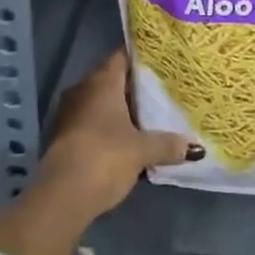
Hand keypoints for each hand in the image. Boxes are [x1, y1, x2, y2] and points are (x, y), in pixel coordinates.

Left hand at [37, 50, 190, 215]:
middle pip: (113, 79)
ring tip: (149, 117)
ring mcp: (68, 113)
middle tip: (163, 91)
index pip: (123, 56)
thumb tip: (195, 147)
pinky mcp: (62, 137)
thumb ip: (168, 144)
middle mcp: (82, 89)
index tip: (163, 62)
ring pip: (101, 103)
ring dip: (121, 110)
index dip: (143, 58)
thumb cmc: (104, 158)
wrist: (59, 198)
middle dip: (135, 87)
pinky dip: (108, 128)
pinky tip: (127, 140)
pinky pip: (91, 123)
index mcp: (102, 81)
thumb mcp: (142, 151)